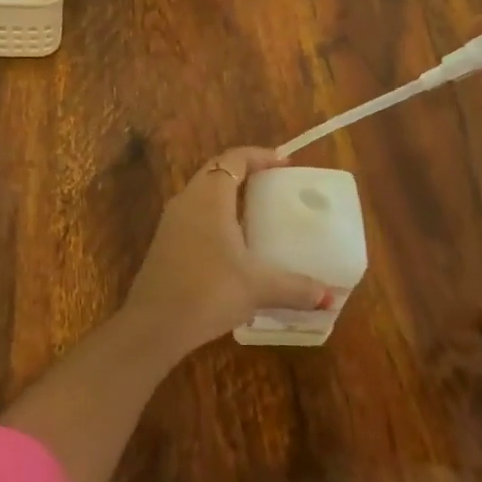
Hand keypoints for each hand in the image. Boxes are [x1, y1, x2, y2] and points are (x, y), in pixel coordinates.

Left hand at [122, 147, 332, 356]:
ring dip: (227, 196)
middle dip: (244, 173)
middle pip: (216, 172)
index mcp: (209, 197)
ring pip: (202, 194)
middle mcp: (187, 200)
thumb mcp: (257, 288)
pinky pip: (194, 216)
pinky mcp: (164, 244)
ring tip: (256, 213)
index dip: (259, 156)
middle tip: (272, 185)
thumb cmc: (208, 291)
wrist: (153, 325)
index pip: (234, 159)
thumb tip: (328, 296)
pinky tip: (232, 246)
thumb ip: (295, 288)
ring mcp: (171, 222)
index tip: (283, 163)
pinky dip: (215, 218)